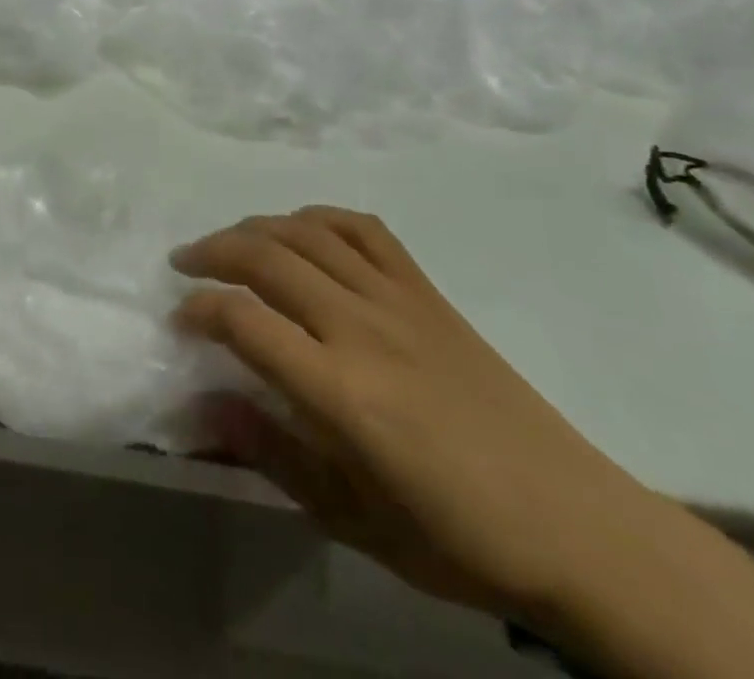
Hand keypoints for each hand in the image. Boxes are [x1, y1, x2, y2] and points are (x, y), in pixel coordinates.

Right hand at [173, 208, 659, 620]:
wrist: (573, 523)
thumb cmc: (455, 536)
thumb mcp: (351, 520)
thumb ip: (271, 454)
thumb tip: (203, 405)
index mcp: (341, 392)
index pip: (244, 322)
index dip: (199, 310)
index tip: (179, 319)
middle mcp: (361, 328)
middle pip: (266, 257)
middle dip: (212, 252)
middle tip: (184, 263)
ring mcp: (397, 299)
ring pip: (307, 233)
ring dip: (255, 228)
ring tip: (230, 242)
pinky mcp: (426, 290)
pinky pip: (363, 228)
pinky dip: (320, 217)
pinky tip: (302, 230)